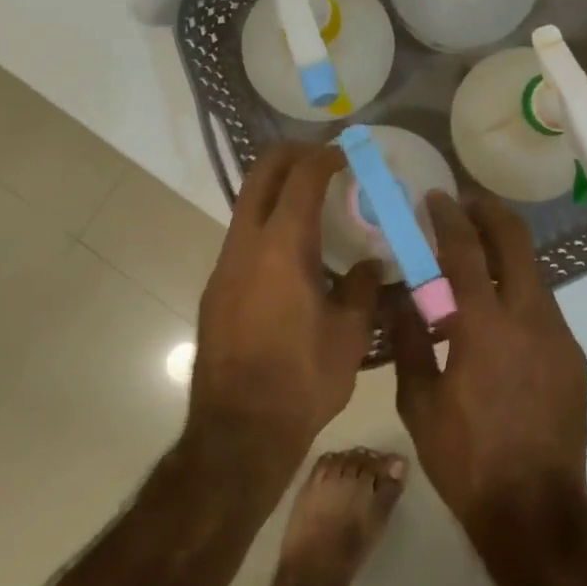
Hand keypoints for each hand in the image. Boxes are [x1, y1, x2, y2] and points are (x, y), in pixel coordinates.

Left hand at [189, 143, 381, 469]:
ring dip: (276, 191)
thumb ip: (363, 289)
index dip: (324, 158)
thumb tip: (370, 266)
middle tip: (322, 158)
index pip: (301, 179)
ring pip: (246, 206)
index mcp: (282, 247)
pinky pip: (242, 238)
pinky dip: (267, 224)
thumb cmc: (302, 380)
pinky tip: (294, 255)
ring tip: (313, 204)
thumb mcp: (350, 335)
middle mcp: (245, 246)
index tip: (346, 153)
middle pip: (260, 176)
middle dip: (291, 156)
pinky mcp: (216, 290)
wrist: (238, 432)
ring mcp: (224, 267)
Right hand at [388, 192, 586, 538]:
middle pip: (516, 241)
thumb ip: (409, 342)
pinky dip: (518, 292)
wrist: (536, 513)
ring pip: (533, 271)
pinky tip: (497, 316)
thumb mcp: (419, 403)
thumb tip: (402, 301)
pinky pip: (542, 306)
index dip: (449, 216)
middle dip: (490, 213)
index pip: (466, 250)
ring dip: (505, 253)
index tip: (435, 197)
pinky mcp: (573, 357)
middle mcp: (529, 317)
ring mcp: (558, 335)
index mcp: (485, 325)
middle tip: (465, 206)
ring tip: (476, 260)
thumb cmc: (467, 459)